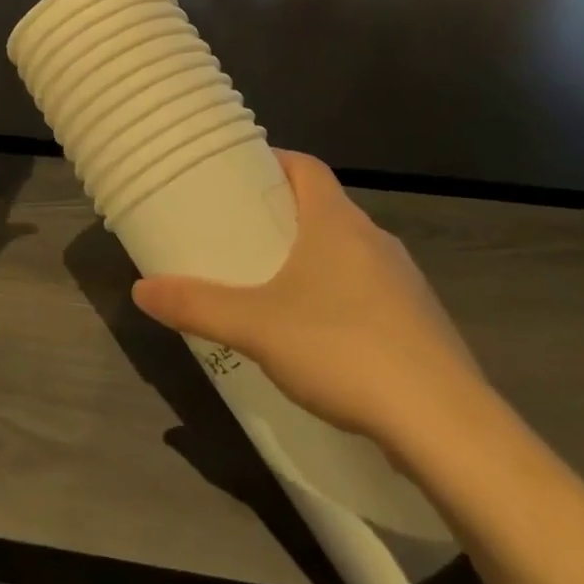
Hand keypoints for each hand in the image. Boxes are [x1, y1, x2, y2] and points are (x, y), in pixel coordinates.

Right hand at [131, 150, 487, 448]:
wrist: (443, 423)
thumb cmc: (341, 349)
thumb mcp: (255, 327)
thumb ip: (197, 306)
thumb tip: (141, 291)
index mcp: (337, 222)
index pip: (306, 166)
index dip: (274, 161)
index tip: (242, 174)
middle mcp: (374, 239)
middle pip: (326, 207)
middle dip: (286, 214)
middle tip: (245, 233)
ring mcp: (405, 280)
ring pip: (351, 250)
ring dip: (316, 256)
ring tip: (277, 283)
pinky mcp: (421, 321)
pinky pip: (372, 290)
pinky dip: (342, 294)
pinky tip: (324, 335)